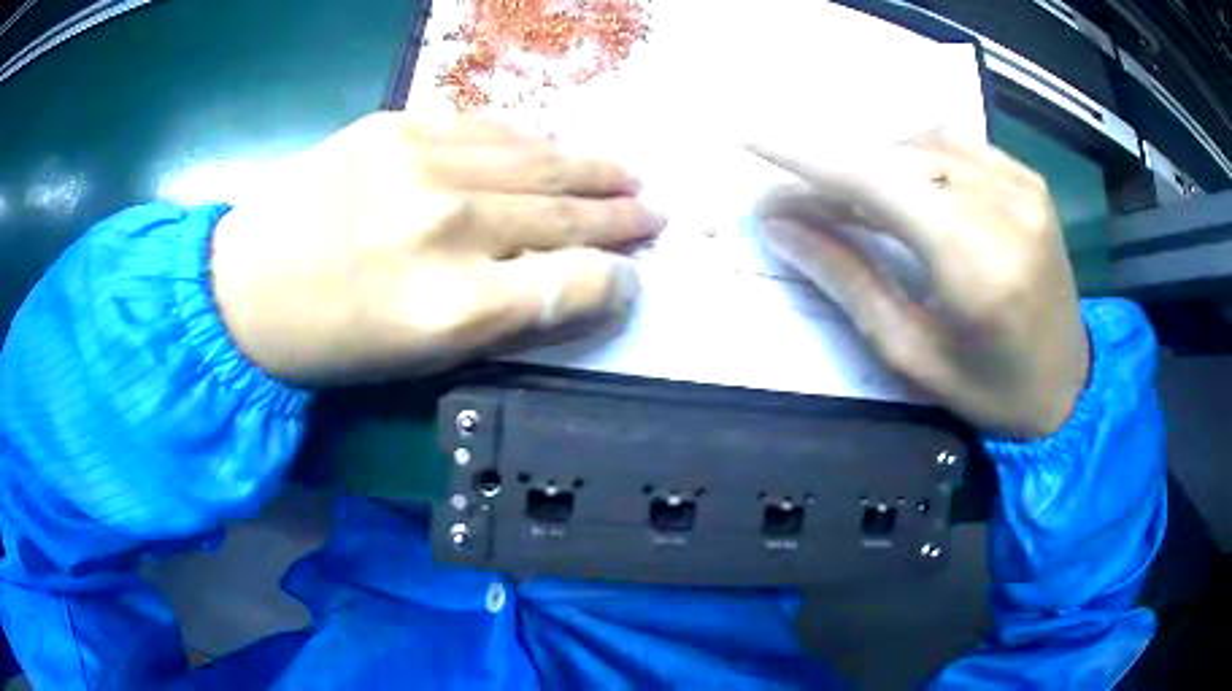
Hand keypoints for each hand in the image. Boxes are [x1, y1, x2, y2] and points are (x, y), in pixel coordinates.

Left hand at [211, 114, 664, 384]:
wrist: (243, 289)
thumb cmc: (330, 343)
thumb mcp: (419, 360)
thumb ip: (503, 320)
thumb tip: (570, 285)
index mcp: (451, 308)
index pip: (571, 283)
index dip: (612, 281)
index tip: (628, 278)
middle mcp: (446, 228)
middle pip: (562, 214)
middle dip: (619, 215)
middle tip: (653, 212)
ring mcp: (419, 164)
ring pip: (535, 160)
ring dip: (590, 169)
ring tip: (626, 173)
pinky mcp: (394, 127)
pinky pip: (485, 127)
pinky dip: (529, 140)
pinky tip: (552, 147)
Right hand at [750, 130, 1087, 437]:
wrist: (1068, 386)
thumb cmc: (992, 391)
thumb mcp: (912, 354)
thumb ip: (848, 281)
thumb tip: (783, 227)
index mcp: (976, 263)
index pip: (875, 182)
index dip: (806, 156)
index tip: (749, 138)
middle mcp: (1003, 207)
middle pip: (895, 161)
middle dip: (836, 176)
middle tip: (798, 205)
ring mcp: (1021, 185)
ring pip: (921, 146)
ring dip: (875, 167)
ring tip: (851, 202)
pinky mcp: (1029, 180)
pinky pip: (956, 146)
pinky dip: (915, 157)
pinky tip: (905, 187)